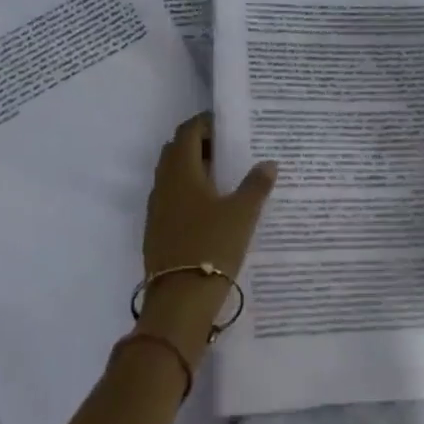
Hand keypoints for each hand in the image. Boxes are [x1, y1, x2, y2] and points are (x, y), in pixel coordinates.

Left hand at [137, 114, 276, 364]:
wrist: (179, 300)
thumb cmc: (212, 246)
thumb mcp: (243, 214)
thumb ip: (256, 185)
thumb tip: (268, 163)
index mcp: (182, 171)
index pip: (188, 132)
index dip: (205, 124)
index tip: (227, 126)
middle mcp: (164, 184)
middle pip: (176, 150)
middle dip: (199, 144)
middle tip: (227, 150)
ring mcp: (156, 209)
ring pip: (171, 175)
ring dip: (192, 169)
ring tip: (222, 179)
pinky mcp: (156, 231)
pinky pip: (170, 198)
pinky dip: (187, 192)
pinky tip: (209, 209)